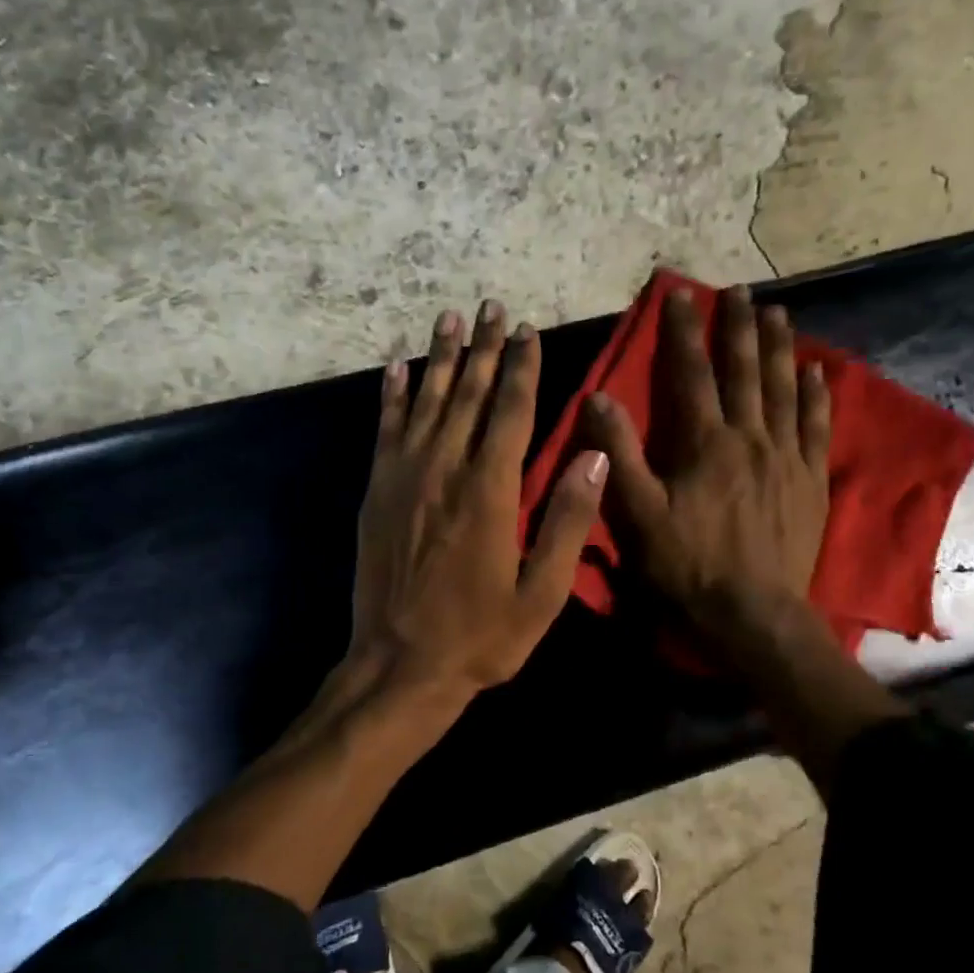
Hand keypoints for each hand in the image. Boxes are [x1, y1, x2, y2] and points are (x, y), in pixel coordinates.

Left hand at [347, 301, 607, 705]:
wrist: (400, 665)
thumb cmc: (480, 636)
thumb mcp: (540, 593)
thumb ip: (567, 520)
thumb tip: (596, 455)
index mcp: (490, 491)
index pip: (510, 411)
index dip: (521, 368)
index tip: (528, 331)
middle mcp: (444, 471)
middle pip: (467, 394)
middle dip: (483, 348)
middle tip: (492, 306)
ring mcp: (404, 479)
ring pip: (426, 402)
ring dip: (440, 357)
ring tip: (450, 318)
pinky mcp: (377, 493)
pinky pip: (385, 431)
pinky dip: (392, 396)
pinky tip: (397, 369)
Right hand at [585, 284, 831, 656]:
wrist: (752, 611)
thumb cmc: (687, 564)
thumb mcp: (638, 513)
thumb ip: (618, 453)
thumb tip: (599, 397)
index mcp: (705, 443)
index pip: (691, 374)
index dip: (684, 331)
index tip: (681, 294)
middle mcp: (750, 437)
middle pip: (744, 370)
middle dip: (739, 326)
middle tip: (739, 290)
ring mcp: (786, 457)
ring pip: (784, 389)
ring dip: (779, 347)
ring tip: (778, 312)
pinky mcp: (810, 479)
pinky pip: (816, 425)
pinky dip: (815, 395)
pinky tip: (816, 371)